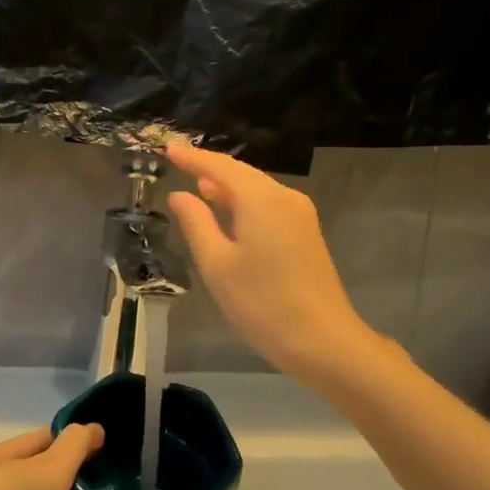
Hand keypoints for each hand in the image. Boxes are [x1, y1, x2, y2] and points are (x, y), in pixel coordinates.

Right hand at [166, 142, 373, 382]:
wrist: (322, 340)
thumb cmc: (262, 303)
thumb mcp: (217, 264)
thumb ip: (196, 223)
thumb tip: (180, 195)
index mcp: (261, 199)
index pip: (221, 167)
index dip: (193, 157)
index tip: (168, 149)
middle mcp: (285, 197)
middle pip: (243, 175)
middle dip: (211, 169)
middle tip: (180, 164)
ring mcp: (300, 216)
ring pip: (258, 190)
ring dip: (228, 188)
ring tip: (199, 187)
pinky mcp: (306, 235)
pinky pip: (269, 206)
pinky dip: (245, 204)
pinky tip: (230, 214)